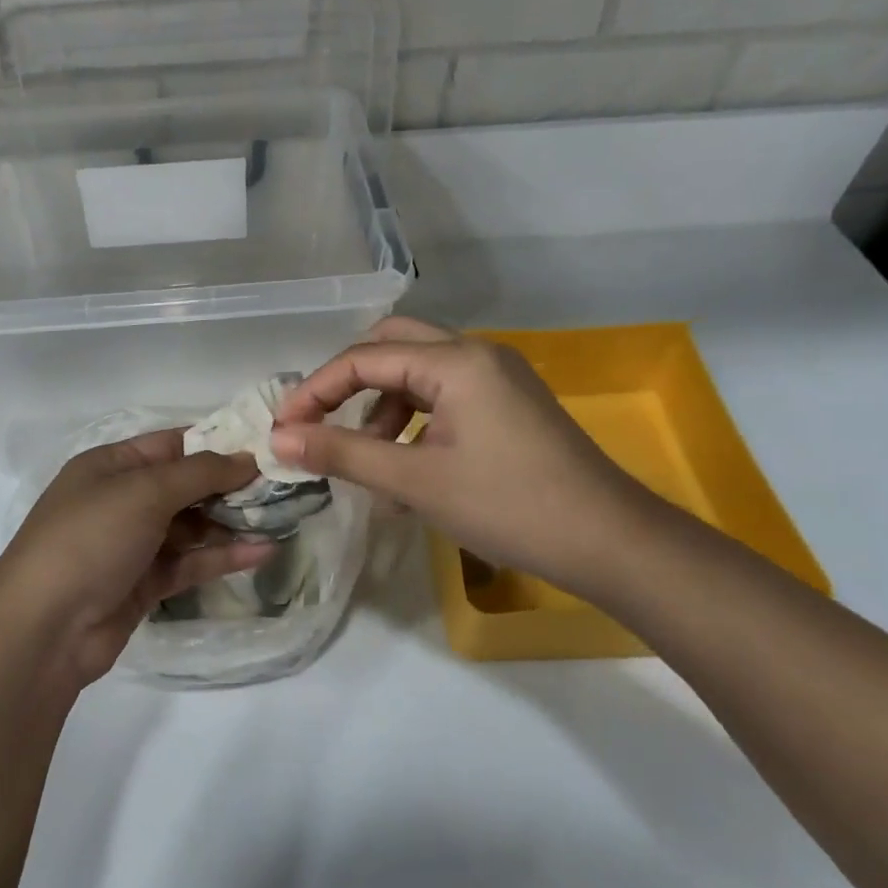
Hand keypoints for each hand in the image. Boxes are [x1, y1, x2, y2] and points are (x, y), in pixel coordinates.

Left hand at [0, 430, 273, 686]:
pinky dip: (222, 557)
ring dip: (232, 523)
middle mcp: (121, 500)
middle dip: (231, 485)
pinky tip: (262, 552)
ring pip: (191, 526)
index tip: (266, 445)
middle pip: (185, 485)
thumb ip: (199, 473)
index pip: (172, 444)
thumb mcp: (143, 492)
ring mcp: (132, 544)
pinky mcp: (144, 584)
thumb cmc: (90, 540)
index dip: (217, 443)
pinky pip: (189, 562)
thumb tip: (246, 458)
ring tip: (282, 517)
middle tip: (283, 484)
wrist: (44, 630)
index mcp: (111, 466)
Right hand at [270, 318, 651, 596]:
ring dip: (382, 406)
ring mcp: (498, 377)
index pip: (363, 358)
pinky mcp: (510, 403)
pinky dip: (414, 420)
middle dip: (348, 383)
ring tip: (368, 458)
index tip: (283, 428)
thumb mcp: (415, 481)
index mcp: (455, 361)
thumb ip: (342, 454)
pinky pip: (445, 396)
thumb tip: (279, 440)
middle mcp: (477, 353)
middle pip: (392, 346)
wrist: (608, 541)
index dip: (315, 391)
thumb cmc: (508, 506)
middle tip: (320, 422)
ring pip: (418, 371)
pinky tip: (408, 468)